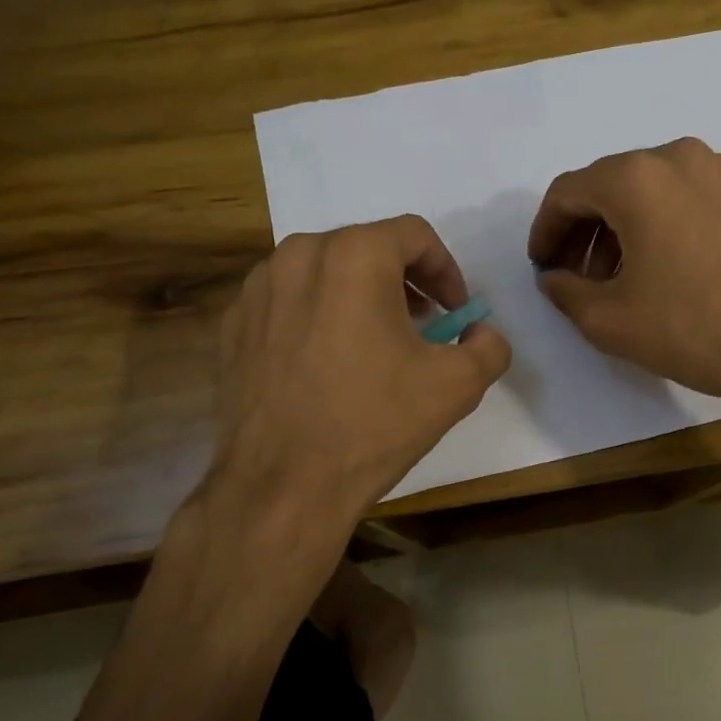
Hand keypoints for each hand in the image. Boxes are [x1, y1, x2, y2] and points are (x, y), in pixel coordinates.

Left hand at [208, 215, 510, 538]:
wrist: (283, 485)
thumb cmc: (374, 424)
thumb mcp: (457, 386)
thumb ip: (488, 345)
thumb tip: (481, 332)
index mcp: (354, 256)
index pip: (414, 235)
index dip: (445, 270)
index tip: (454, 310)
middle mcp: (297, 256)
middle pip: (366, 247)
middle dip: (403, 280)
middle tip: (422, 323)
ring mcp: (256, 290)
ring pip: (322, 272)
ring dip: (358, 295)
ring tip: (375, 342)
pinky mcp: (232, 325)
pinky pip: (287, 302)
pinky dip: (316, 316)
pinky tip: (328, 364)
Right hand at [528, 139, 720, 404]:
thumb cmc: (689, 329)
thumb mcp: (607, 320)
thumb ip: (564, 290)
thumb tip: (554, 277)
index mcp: (636, 179)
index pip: (567, 193)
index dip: (545, 231)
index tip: (542, 266)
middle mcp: (676, 157)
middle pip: (607, 185)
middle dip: (581, 229)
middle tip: (573, 275)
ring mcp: (717, 170)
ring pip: (646, 189)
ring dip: (619, 227)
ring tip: (614, 277)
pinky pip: (682, 196)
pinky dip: (657, 222)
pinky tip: (658, 266)